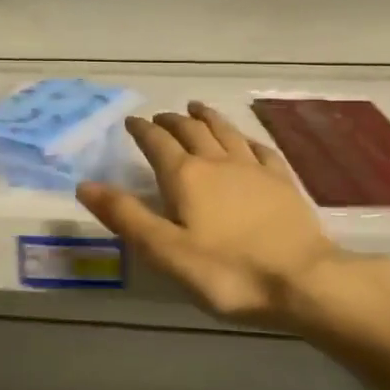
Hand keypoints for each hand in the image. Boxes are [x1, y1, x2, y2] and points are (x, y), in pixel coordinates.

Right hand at [78, 102, 376, 337]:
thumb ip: (125, 216)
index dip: (141, 130)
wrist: (303, 281)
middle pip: (190, 130)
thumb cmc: (227, 271)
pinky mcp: (282, 182)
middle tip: (160, 117)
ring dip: (207, 117)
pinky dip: (244, 139)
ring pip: (225, 131)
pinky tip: (244, 140)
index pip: (156, 142)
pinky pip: (258, 149)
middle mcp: (217, 162)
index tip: (131, 121)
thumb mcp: (165, 251)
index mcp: (185, 176)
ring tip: (196, 108)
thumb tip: (85, 184)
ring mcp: (254, 169)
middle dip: (171, 120)